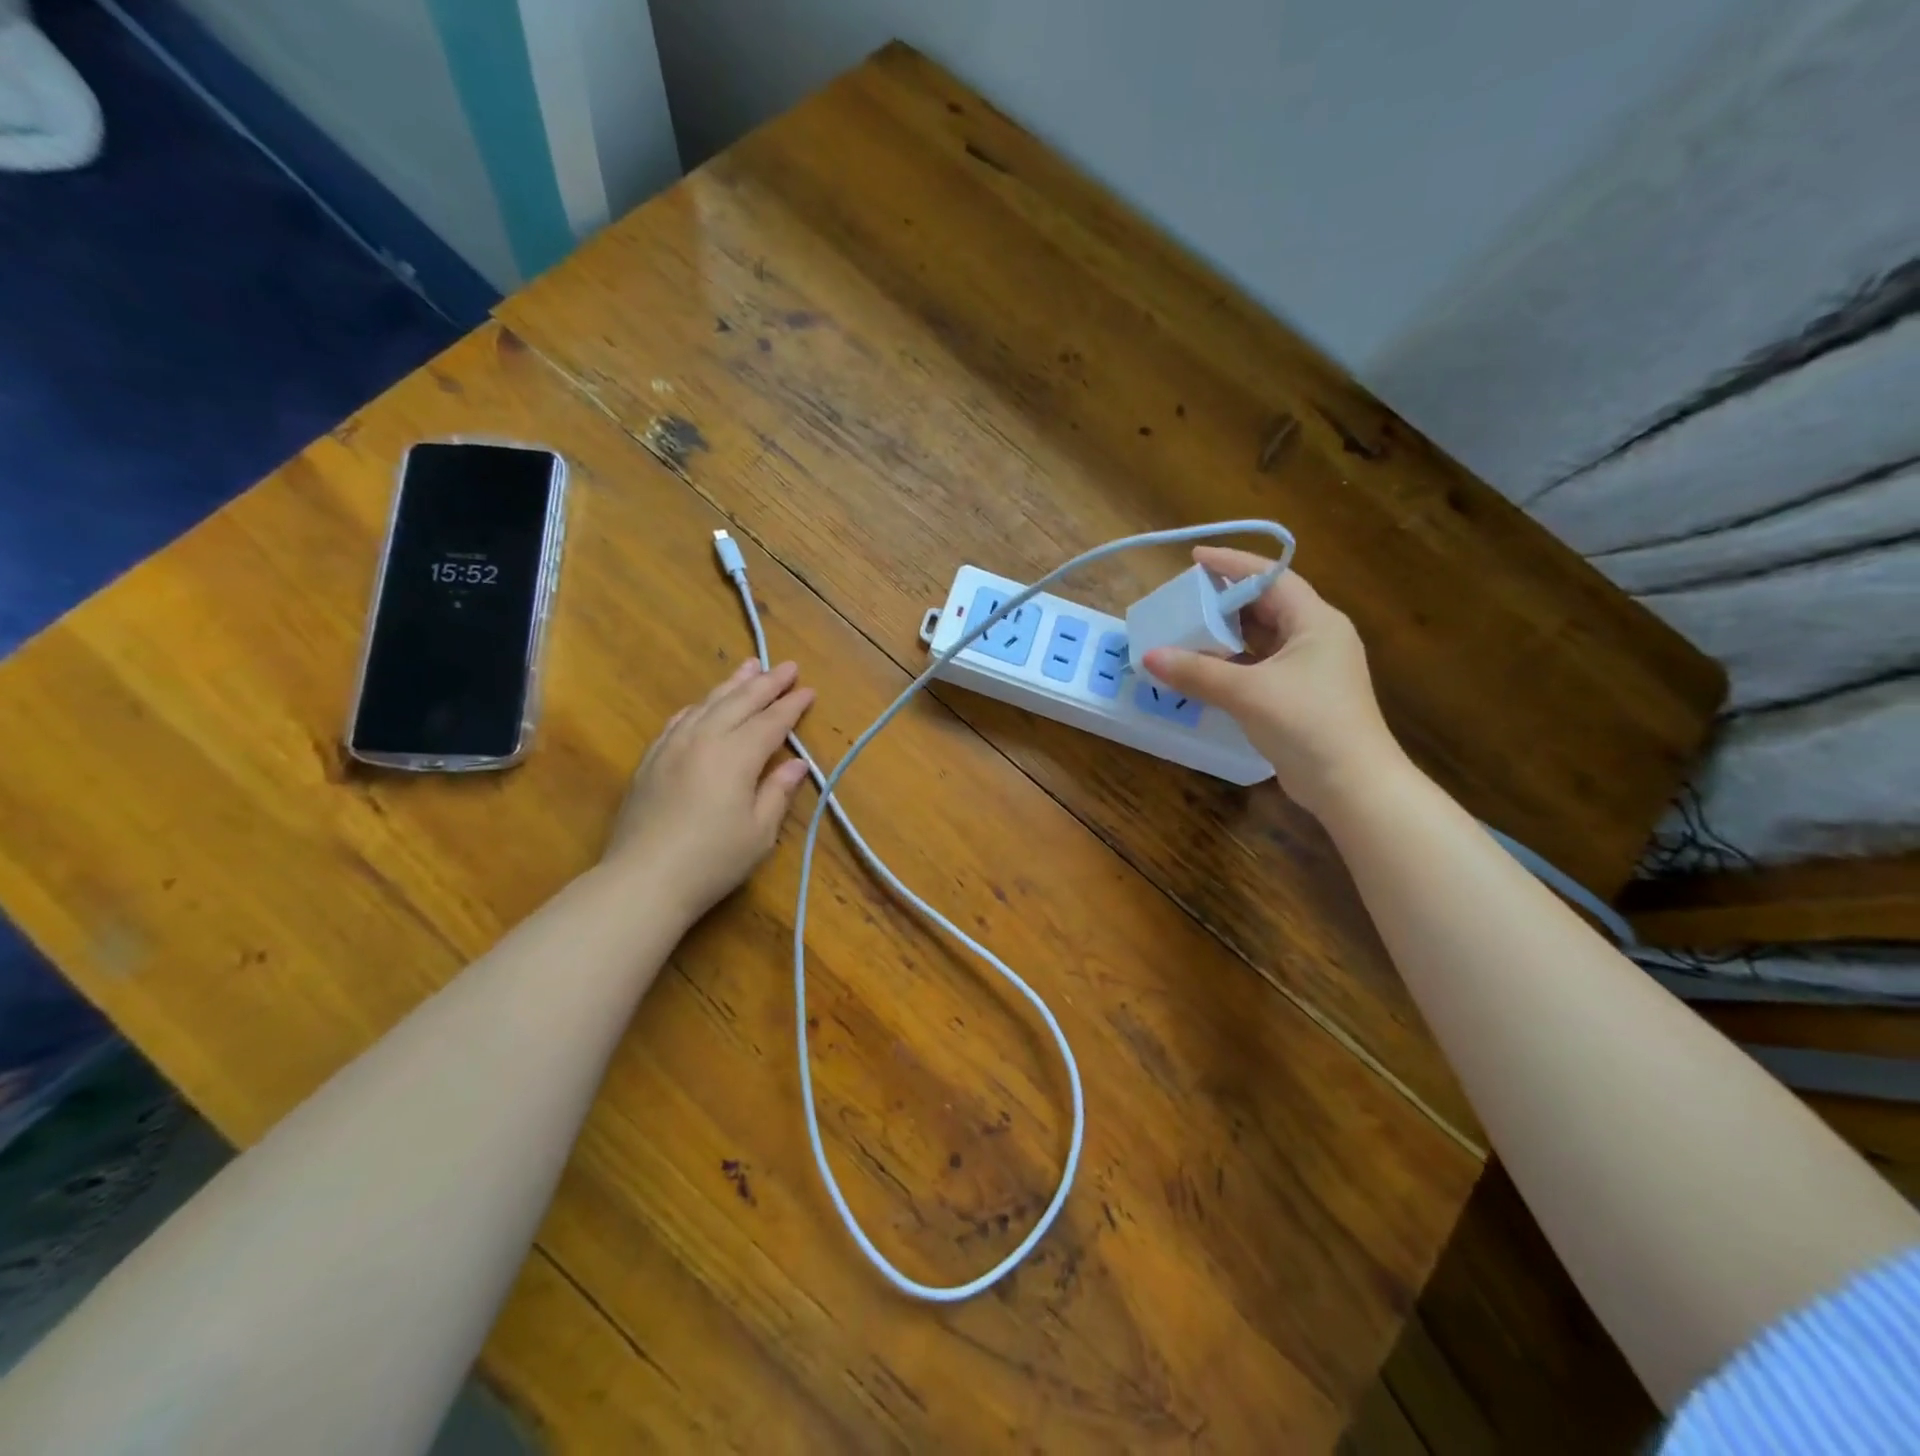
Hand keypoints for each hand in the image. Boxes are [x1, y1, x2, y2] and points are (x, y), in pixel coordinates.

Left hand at [602, 660, 814, 918]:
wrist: (643, 879)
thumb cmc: (712, 861)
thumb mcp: (759, 833)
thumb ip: (778, 792)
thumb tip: (797, 764)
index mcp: (736, 756)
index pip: (771, 722)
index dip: (792, 706)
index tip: (809, 690)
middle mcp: (704, 739)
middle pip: (740, 702)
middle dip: (767, 683)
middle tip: (788, 667)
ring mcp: (673, 746)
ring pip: (708, 704)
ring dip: (733, 684)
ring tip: (751, 666)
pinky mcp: (651, 759)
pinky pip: (679, 720)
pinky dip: (699, 706)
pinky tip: (704, 703)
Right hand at [1141, 548, 1404, 817]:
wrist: (1353, 785)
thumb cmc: (1308, 724)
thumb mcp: (1248, 693)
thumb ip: (1197, 672)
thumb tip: (1150, 657)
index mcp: (1315, 622)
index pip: (1271, 578)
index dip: (1232, 564)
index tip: (1194, 558)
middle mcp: (1316, 638)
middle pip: (1266, 606)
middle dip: (1224, 601)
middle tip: (1184, 599)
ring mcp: (1311, 670)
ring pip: (1262, 639)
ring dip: (1226, 635)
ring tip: (1186, 631)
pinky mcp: (1301, 697)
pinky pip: (1260, 667)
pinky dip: (1232, 664)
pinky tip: (1203, 670)